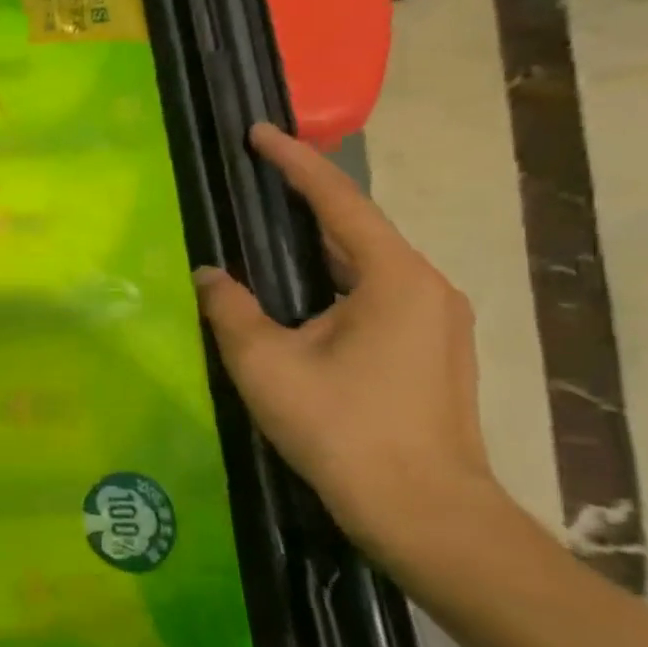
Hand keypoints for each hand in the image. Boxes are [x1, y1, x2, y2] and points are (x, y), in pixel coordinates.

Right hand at [193, 125, 510, 583]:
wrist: (425, 514)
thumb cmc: (343, 429)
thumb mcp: (266, 364)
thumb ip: (230, 309)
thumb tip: (209, 274)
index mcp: (394, 279)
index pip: (339, 202)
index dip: (295, 163)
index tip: (259, 132)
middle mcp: (427, 288)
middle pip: (358, 229)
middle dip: (307, 201)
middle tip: (257, 179)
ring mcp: (438, 323)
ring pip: (367, 266)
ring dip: (320, 244)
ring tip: (271, 233)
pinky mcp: (432, 353)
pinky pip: (376, 295)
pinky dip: (334, 280)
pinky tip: (302, 295)